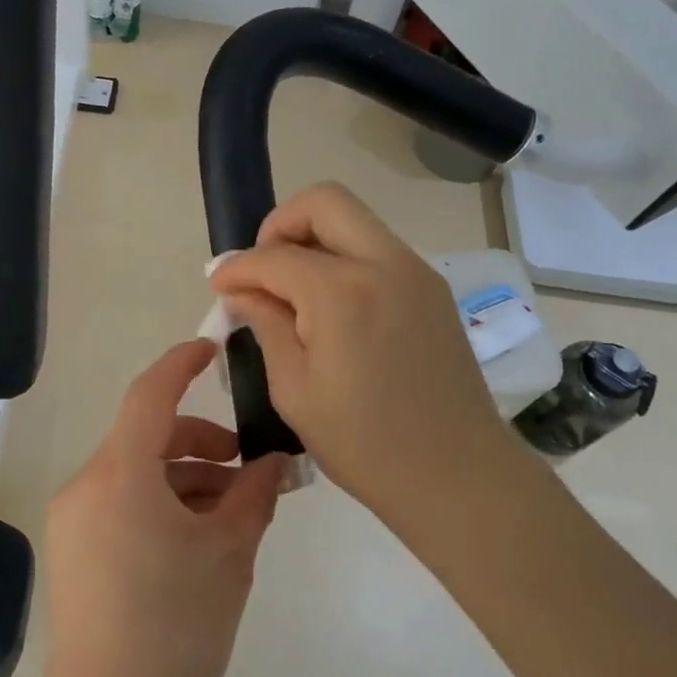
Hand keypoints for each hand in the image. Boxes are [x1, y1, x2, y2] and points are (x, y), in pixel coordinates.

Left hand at [38, 340, 283, 676]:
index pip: (150, 395)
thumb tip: (274, 464)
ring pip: (138, 473)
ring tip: (234, 514)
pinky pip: (122, 502)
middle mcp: (87, 485)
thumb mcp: (228, 556)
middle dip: (203, 444)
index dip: (182, 364)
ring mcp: (74, 518)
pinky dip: (162, 503)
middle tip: (251, 471)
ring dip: (186, 479)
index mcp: (120, 475)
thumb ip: (253, 497)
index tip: (215, 349)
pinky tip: (198, 539)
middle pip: (148, 437)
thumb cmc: (175, 631)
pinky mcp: (73, 548)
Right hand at [209, 183, 515, 530]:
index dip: (237, 268)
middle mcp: (384, 264)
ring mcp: (416, 272)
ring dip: (315, 240)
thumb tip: (242, 291)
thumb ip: (266, 326)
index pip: (274, 256)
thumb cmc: (365, 444)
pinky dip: (345, 259)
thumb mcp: (295, 390)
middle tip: (262, 269)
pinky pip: (378, 250)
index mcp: (343, 293)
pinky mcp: (433, 289)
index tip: (218, 286)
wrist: (458, 474)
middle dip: (280, 225)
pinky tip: (331, 307)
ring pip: (355, 221)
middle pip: (324, 202)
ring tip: (293, 292)